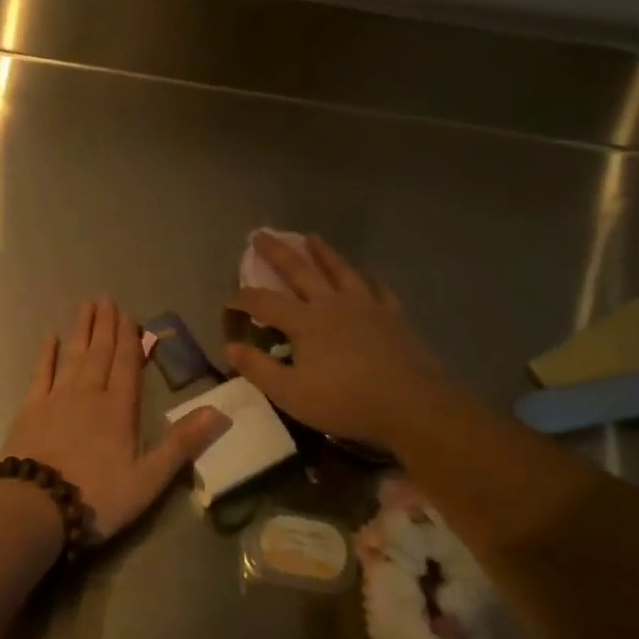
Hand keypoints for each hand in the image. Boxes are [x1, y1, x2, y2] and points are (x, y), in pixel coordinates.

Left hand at [0, 298, 229, 541]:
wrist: (34, 506)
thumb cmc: (97, 496)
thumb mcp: (149, 478)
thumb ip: (183, 443)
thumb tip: (221, 412)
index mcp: (119, 409)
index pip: (127, 365)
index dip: (130, 339)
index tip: (128, 313)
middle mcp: (89, 394)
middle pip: (100, 353)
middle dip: (106, 326)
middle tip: (106, 298)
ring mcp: (57, 399)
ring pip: (73, 356)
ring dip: (81, 330)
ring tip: (86, 305)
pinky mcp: (30, 410)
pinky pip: (41, 373)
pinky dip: (46, 354)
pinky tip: (48, 336)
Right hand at [227, 233, 453, 447]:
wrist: (411, 405)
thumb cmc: (345, 401)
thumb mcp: (290, 393)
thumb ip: (258, 368)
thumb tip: (230, 347)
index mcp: (305, 321)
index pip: (264, 302)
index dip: (242, 299)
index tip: (228, 301)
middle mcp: (331, 304)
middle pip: (299, 271)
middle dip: (277, 252)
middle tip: (261, 233)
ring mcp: (365, 306)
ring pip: (339, 270)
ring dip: (323, 253)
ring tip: (312, 237)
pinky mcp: (392, 317)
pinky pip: (378, 290)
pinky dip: (369, 280)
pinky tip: (368, 276)